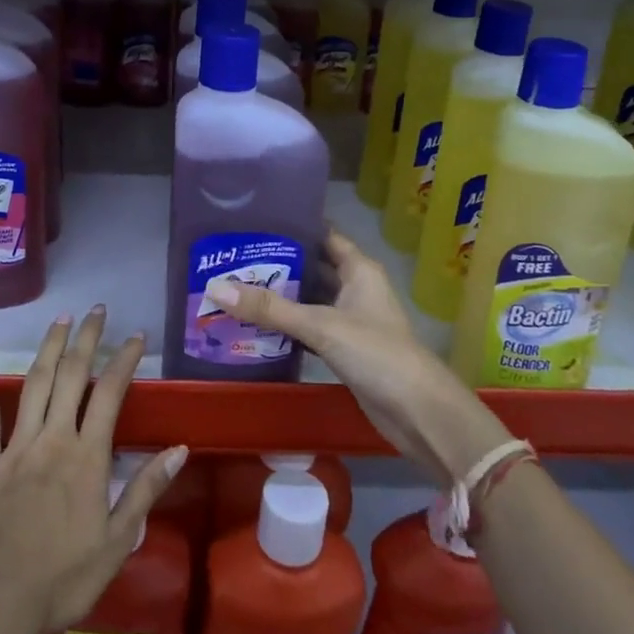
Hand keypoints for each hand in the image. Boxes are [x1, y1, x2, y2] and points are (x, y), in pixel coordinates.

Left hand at [0, 306, 186, 633]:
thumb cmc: (63, 579)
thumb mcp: (118, 542)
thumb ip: (146, 489)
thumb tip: (180, 448)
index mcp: (87, 457)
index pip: (110, 393)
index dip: (124, 360)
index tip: (135, 336)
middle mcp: (53, 438)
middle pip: (72, 375)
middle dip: (87, 338)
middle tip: (97, 310)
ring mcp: (16, 445)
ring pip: (34, 382)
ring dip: (49, 345)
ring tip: (62, 317)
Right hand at [207, 229, 510, 484]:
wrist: (418, 414)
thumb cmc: (376, 354)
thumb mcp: (320, 326)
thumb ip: (270, 308)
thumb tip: (216, 287)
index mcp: (358, 269)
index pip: (324, 235)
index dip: (295, 226)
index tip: (255, 220)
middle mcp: (355, 289)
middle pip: (312, 267)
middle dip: (278, 264)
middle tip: (233, 256)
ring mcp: (351, 320)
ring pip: (310, 300)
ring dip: (280, 297)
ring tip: (235, 286)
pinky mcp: (345, 350)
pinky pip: (310, 329)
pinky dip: (287, 327)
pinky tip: (256, 326)